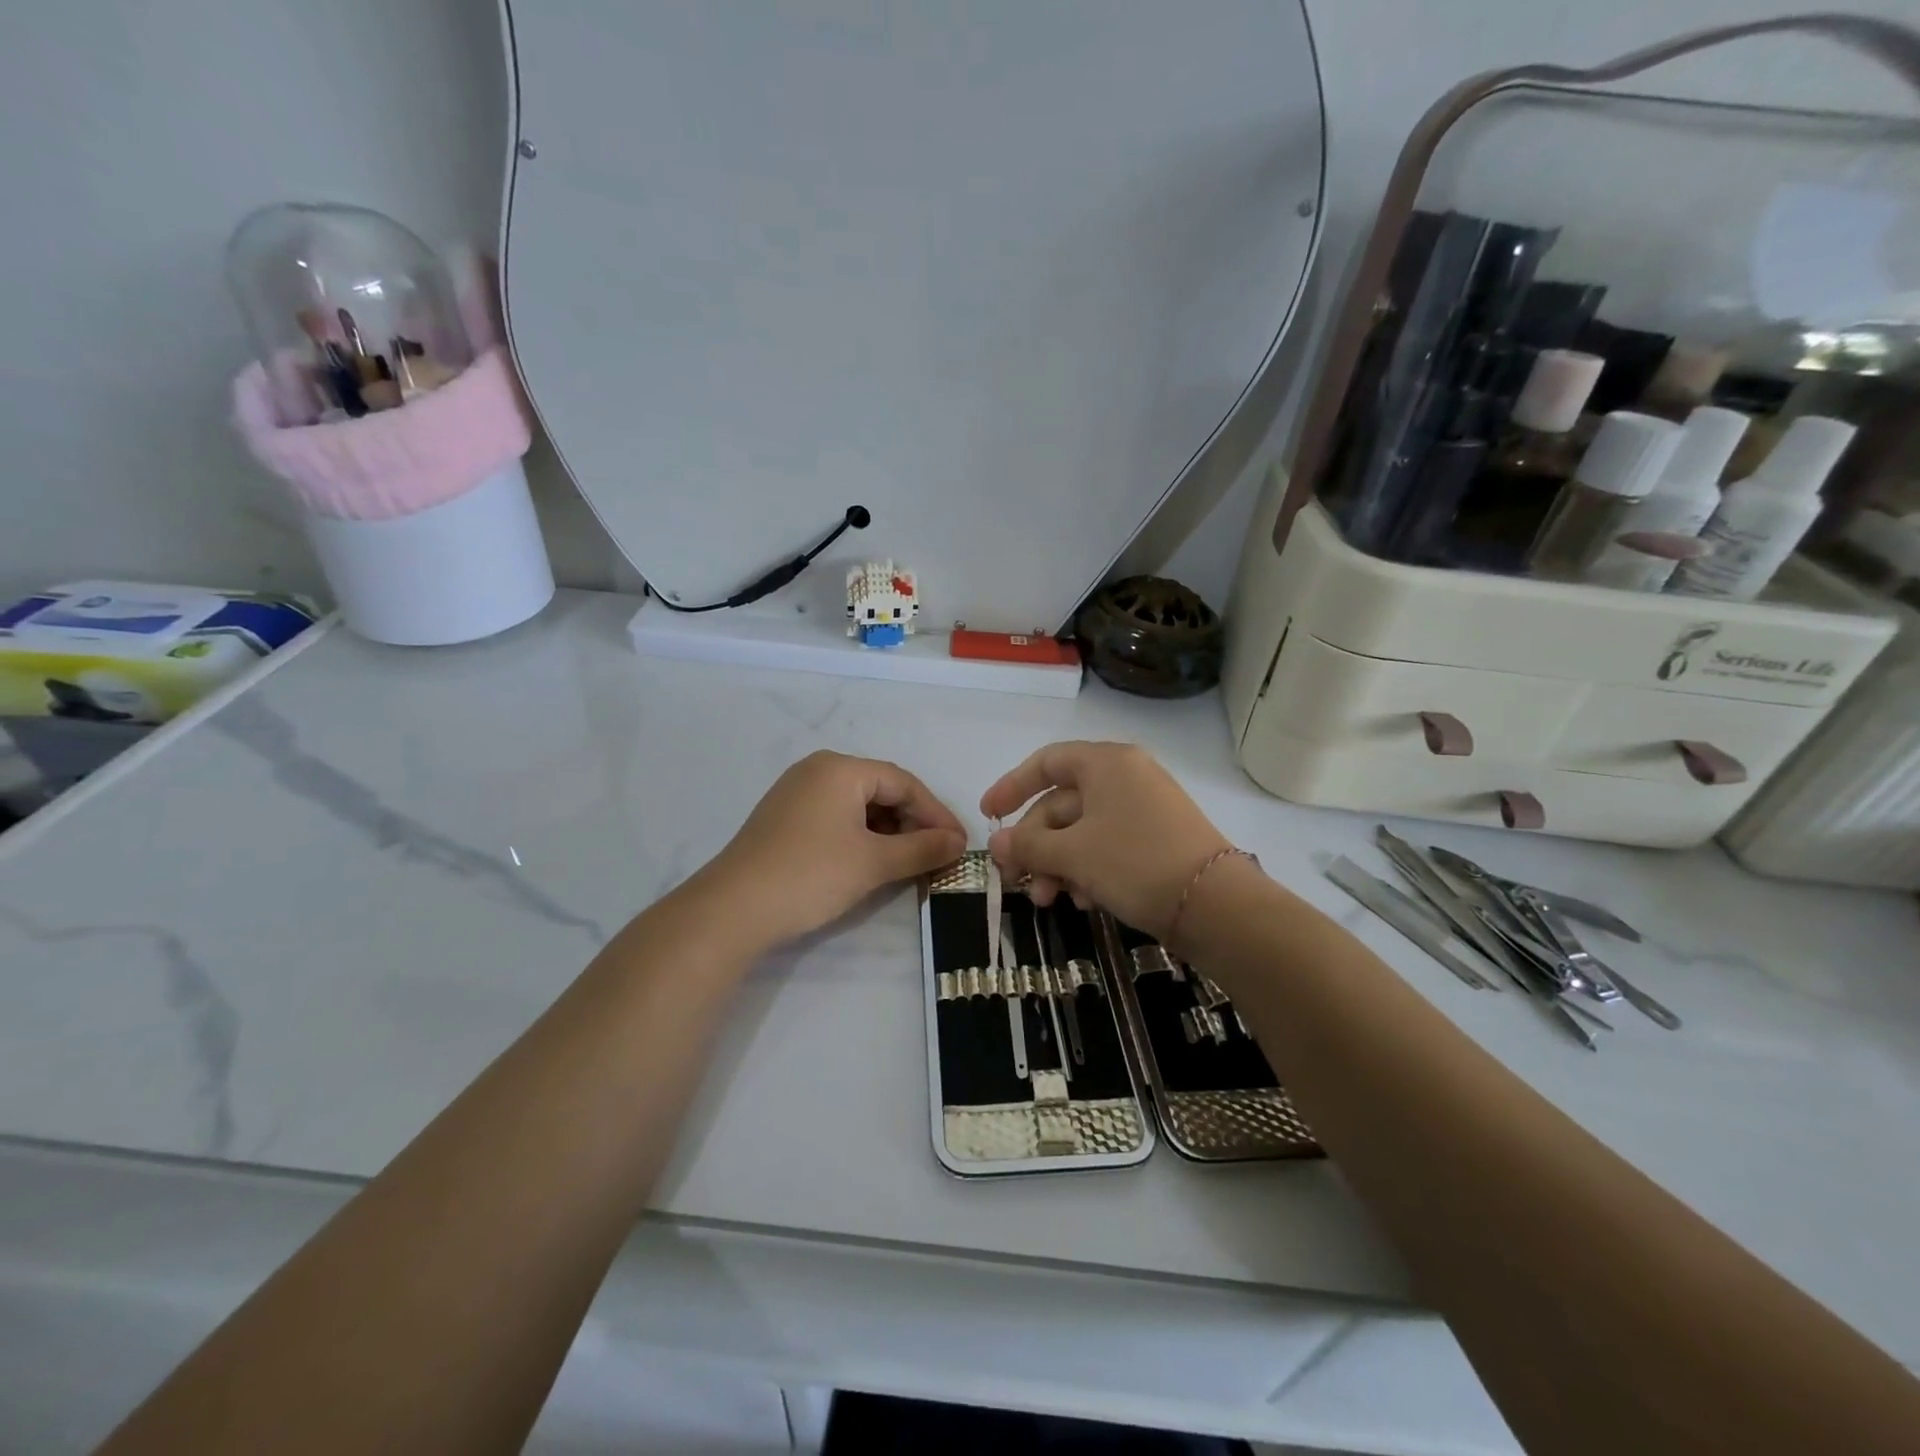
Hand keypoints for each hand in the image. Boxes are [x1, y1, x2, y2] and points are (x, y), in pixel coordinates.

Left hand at [706, 751, 965, 947]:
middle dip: (914, 823)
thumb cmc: (810, 875)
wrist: (732, 910)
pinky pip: (837, 819)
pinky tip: (874, 863)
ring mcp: (797, 794)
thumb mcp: (874, 863)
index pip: (903, 783)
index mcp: (840, 769)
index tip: (960, 844)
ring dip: (890, 833)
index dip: (937, 813)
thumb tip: (958, 842)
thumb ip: (922, 848)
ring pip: (859, 807)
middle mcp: (817, 771)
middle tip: (939, 855)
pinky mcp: (785, 820)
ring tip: (911, 863)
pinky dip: (862, 838)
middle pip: (881, 791)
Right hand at [981, 741, 1231, 939]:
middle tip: (1017, 880)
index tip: (989, 816)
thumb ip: (1029, 844)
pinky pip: (1106, 846)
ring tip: (1049, 900)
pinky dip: (1086, 870)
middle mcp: (1125, 778)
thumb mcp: (1073, 853)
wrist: (1216, 906)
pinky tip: (1083, 902)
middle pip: (1060, 803)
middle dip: (1035, 844)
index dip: (1012, 786)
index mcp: (1106, 763)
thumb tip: (997, 843)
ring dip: (1057, 864)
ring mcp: (1143, 810)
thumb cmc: (1135, 862)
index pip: (1046, 762)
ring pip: (1081, 830)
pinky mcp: (1155, 841)